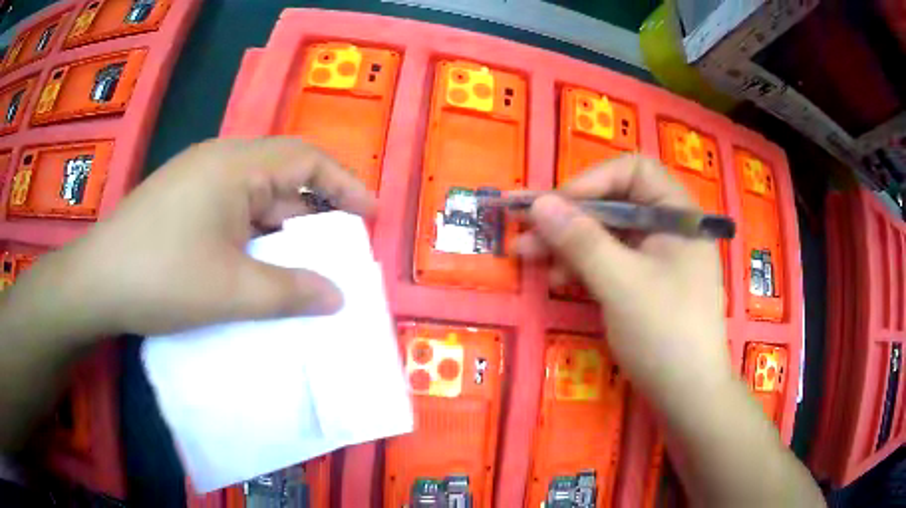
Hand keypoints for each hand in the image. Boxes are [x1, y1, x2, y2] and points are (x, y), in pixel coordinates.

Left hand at [28, 137, 375, 338]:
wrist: (95, 283)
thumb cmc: (161, 278)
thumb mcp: (232, 291)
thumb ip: (290, 292)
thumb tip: (337, 296)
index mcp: (235, 165)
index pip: (306, 158)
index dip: (345, 184)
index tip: (370, 216)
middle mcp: (219, 161)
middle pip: (282, 175)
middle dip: (315, 212)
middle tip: (339, 250)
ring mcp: (197, 180)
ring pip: (255, 197)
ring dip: (282, 228)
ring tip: (302, 265)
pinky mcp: (182, 202)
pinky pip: (232, 210)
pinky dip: (254, 235)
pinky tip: (256, 264)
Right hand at [517, 155, 730, 404]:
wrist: (689, 396)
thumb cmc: (664, 333)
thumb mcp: (621, 283)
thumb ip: (580, 240)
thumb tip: (539, 203)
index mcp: (678, 215)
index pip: (634, 171)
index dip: (592, 180)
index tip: (556, 205)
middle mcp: (670, 229)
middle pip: (616, 203)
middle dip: (570, 216)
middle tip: (526, 230)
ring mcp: (659, 258)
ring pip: (609, 234)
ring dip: (569, 242)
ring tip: (530, 257)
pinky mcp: (647, 284)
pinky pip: (612, 261)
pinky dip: (584, 266)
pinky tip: (559, 279)